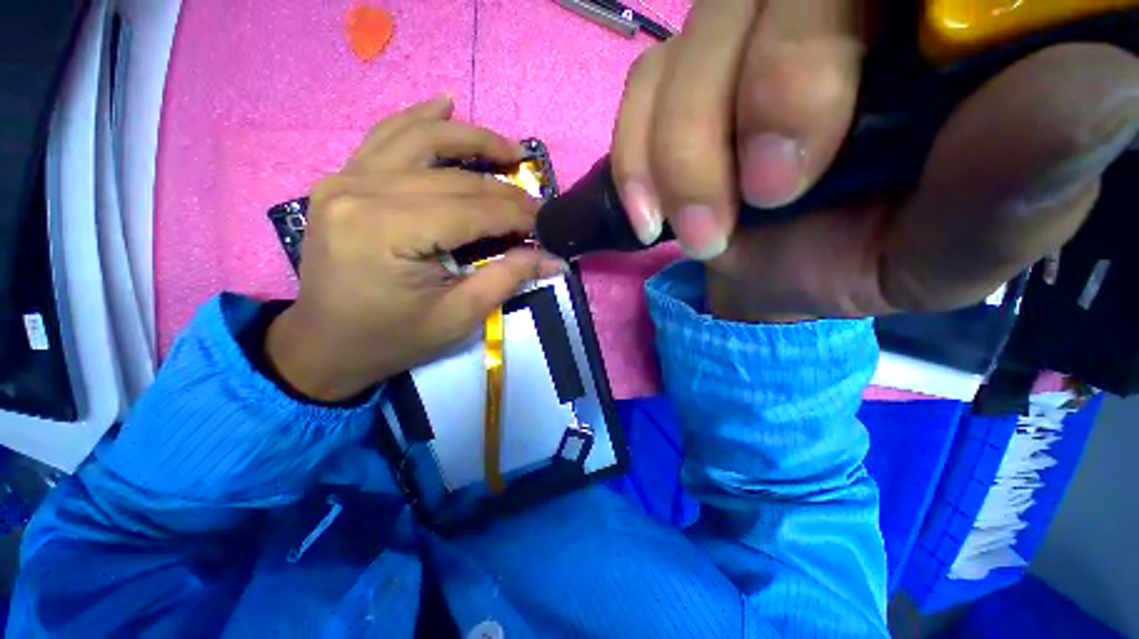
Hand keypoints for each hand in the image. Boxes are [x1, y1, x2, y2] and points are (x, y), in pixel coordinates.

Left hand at [266, 96, 562, 401]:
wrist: (327, 344)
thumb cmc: (394, 338)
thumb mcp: (458, 316)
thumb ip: (507, 279)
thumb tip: (553, 259)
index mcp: (387, 231)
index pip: (471, 210)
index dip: (516, 215)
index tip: (546, 222)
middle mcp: (361, 191)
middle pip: (452, 177)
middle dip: (503, 189)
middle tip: (535, 200)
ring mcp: (345, 178)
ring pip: (420, 139)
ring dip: (471, 138)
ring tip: (508, 149)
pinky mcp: (343, 179)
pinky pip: (386, 137)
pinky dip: (420, 119)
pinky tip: (445, 104)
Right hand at [612, 1, 1138, 321]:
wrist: (777, 270)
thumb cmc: (867, 255)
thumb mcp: (954, 246)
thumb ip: (1020, 180)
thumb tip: (1100, 84)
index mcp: (934, 26)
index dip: (834, 38)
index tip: (813, 151)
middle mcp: (833, 4)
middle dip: (757, 95)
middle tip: (761, 197)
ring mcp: (742, 33)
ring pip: (695, 41)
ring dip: (684, 149)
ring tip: (701, 231)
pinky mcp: (680, 78)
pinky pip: (643, 90)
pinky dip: (637, 153)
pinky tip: (650, 213)